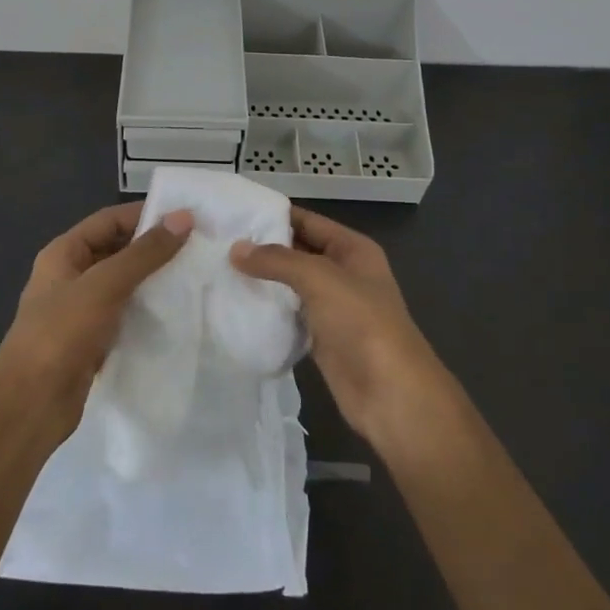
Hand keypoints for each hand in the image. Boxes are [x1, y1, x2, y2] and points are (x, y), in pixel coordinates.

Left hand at [0, 202, 194, 442]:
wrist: (30, 404)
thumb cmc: (61, 333)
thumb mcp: (104, 285)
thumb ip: (144, 253)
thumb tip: (183, 217)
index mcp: (64, 253)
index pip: (109, 220)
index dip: (145, 215)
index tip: (187, 218)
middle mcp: (71, 276)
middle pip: (117, 250)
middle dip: (153, 248)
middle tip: (198, 247)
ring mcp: (80, 310)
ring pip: (123, 284)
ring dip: (153, 280)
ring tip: (195, 277)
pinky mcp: (92, 340)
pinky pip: (124, 315)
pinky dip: (147, 311)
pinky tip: (176, 313)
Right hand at [232, 207, 447, 448]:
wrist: (391, 395)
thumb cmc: (361, 324)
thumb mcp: (320, 279)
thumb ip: (277, 260)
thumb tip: (236, 249)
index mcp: (352, 249)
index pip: (306, 221)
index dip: (273, 216)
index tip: (233, 214)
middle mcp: (343, 273)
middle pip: (297, 252)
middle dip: (263, 249)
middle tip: (218, 244)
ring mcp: (333, 307)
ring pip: (291, 285)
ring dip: (263, 281)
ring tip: (219, 271)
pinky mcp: (321, 338)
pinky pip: (289, 315)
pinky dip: (268, 310)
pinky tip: (237, 305)